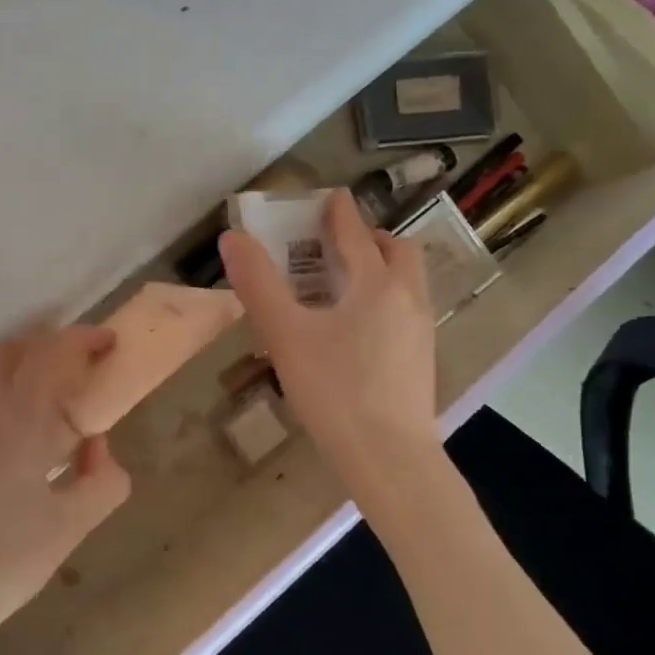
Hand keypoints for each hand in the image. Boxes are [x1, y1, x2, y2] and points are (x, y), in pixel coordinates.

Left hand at [0, 323, 131, 654]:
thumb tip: (97, 447)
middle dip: (49, 344)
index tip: (110, 343)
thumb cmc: (1, 564)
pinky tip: (28, 435)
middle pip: (12, 350)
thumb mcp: (69, 528)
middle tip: (82, 366)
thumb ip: (101, 481)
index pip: (51, 354)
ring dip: (25, 367)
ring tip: (59, 400)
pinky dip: (7, 393)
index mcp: (18, 421)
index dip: (83, 339)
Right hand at [219, 188, 440, 468]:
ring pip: (406, 281)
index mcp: (376, 284)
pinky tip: (357, 329)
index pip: (356, 233)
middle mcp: (407, 298)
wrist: (389, 457)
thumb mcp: (285, 335)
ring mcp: (421, 330)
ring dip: (380, 268)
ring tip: (343, 285)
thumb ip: (258, 285)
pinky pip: (405, 309)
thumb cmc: (334, 390)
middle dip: (368, 238)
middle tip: (336, 244)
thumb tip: (232, 238)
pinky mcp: (422, 360)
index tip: (329, 197)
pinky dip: (384, 298)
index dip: (338, 211)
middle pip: (396, 251)